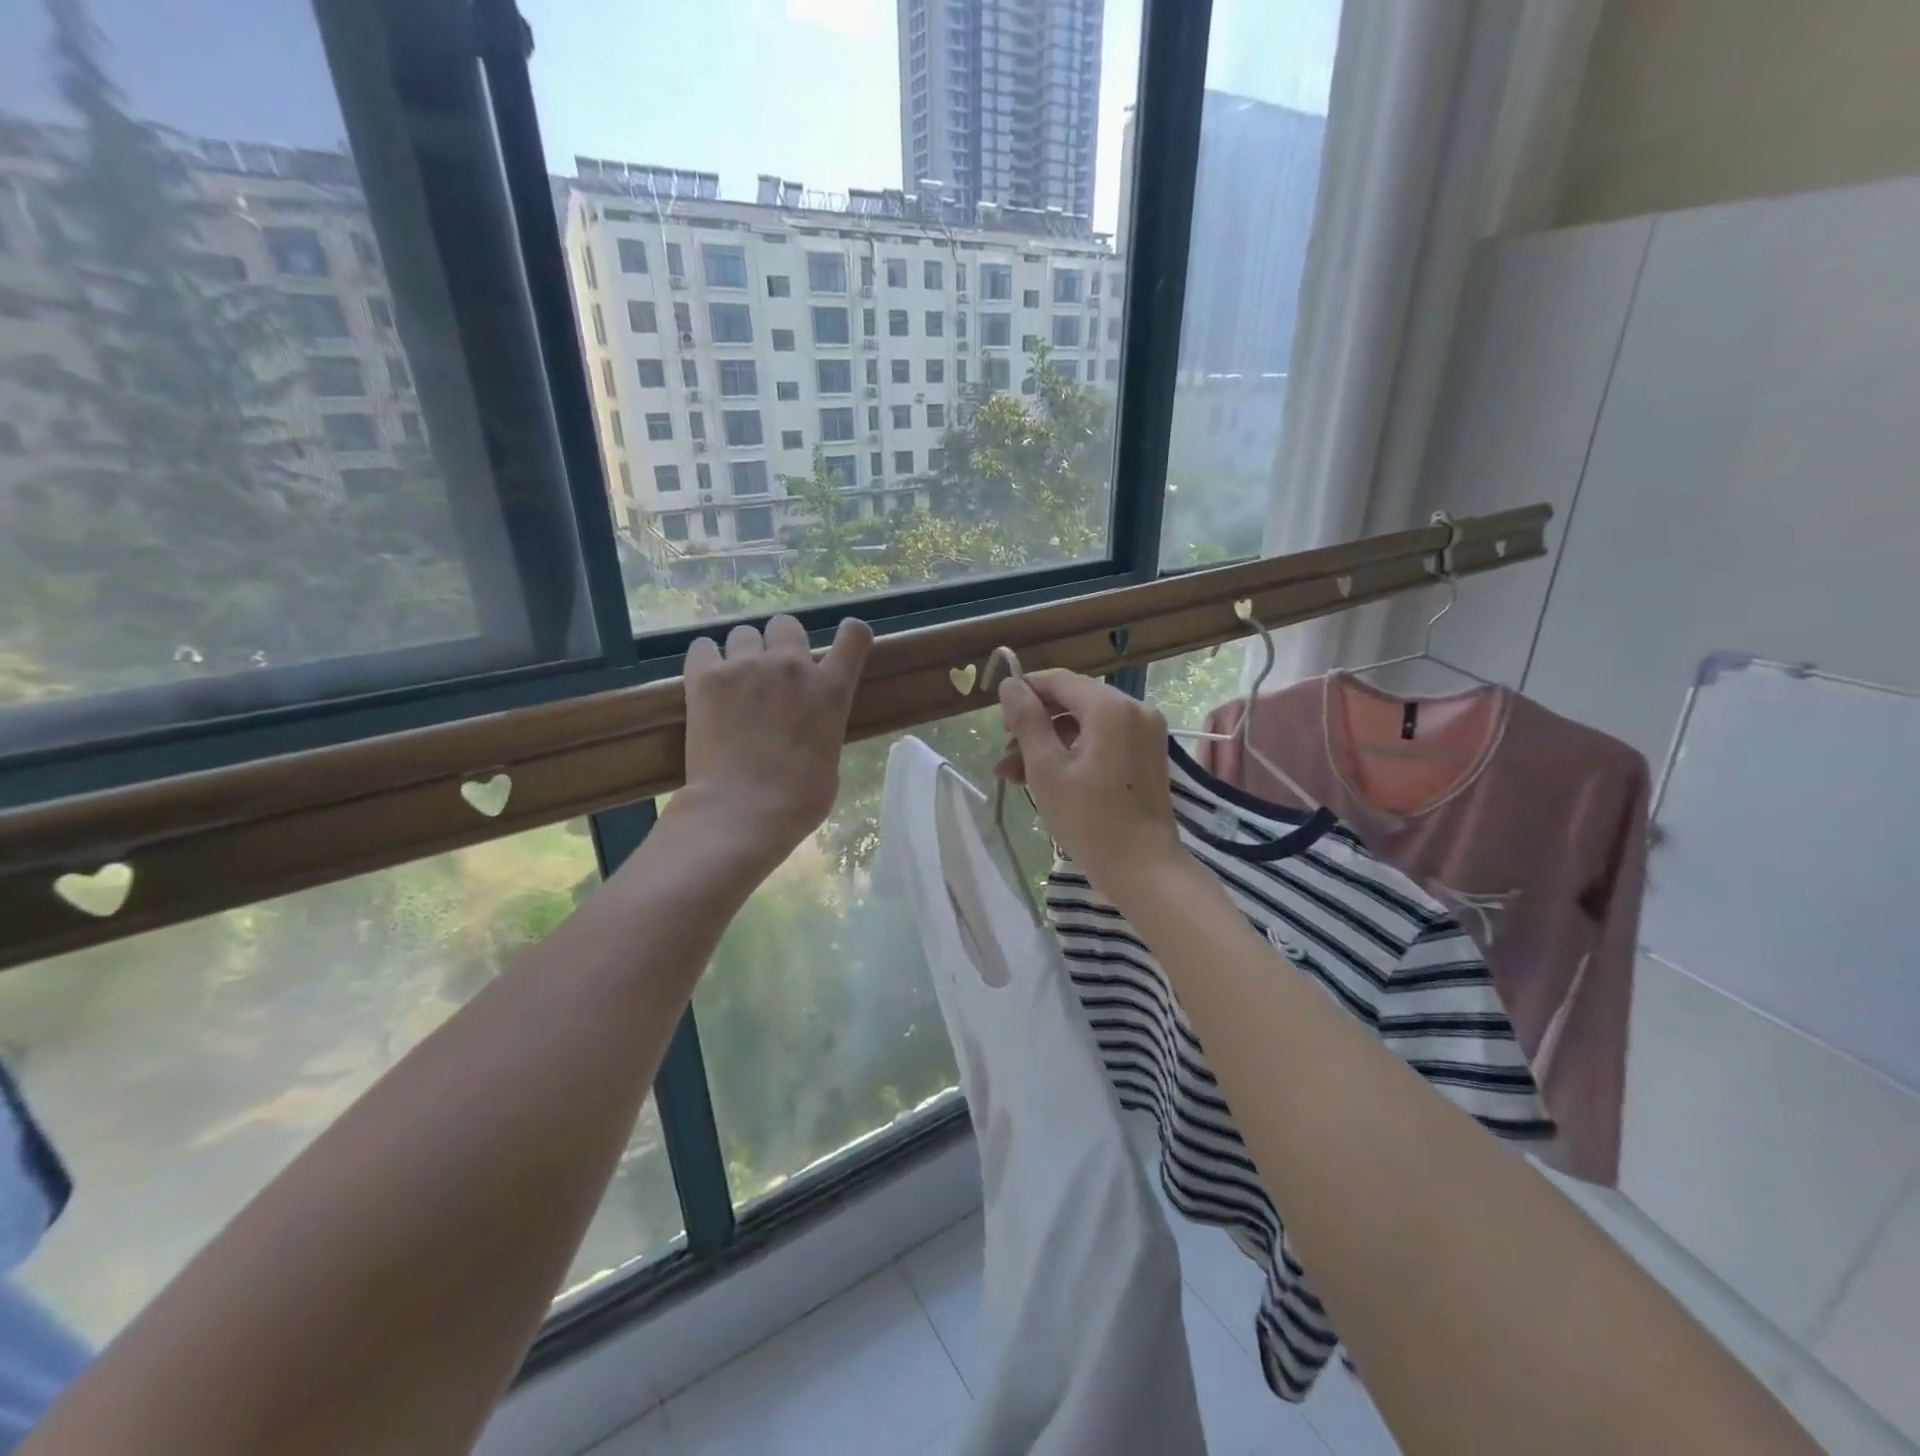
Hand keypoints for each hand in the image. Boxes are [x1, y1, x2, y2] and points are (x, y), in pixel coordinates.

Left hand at [675, 614, 872, 872]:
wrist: (744, 810)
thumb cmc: (799, 800)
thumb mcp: (830, 761)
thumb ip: (822, 728)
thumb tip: (807, 729)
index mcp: (832, 689)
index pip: (854, 636)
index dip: (849, 634)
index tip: (842, 642)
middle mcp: (792, 666)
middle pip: (786, 625)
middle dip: (780, 643)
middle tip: (771, 674)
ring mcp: (748, 666)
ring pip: (743, 633)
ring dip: (742, 653)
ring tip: (734, 683)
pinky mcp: (707, 676)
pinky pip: (703, 647)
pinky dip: (706, 661)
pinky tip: (706, 683)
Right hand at [996, 669, 1184, 889]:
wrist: (1144, 869)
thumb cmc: (1089, 819)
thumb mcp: (1046, 768)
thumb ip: (1026, 720)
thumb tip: (1010, 684)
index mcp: (1110, 707)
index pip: (1059, 680)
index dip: (1025, 691)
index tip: (998, 718)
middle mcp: (1134, 710)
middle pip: (1073, 702)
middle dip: (1034, 726)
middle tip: (1004, 756)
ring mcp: (1145, 733)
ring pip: (1086, 724)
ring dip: (1050, 743)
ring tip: (1015, 776)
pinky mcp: (1147, 755)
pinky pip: (1104, 740)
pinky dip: (1074, 753)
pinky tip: (1046, 779)